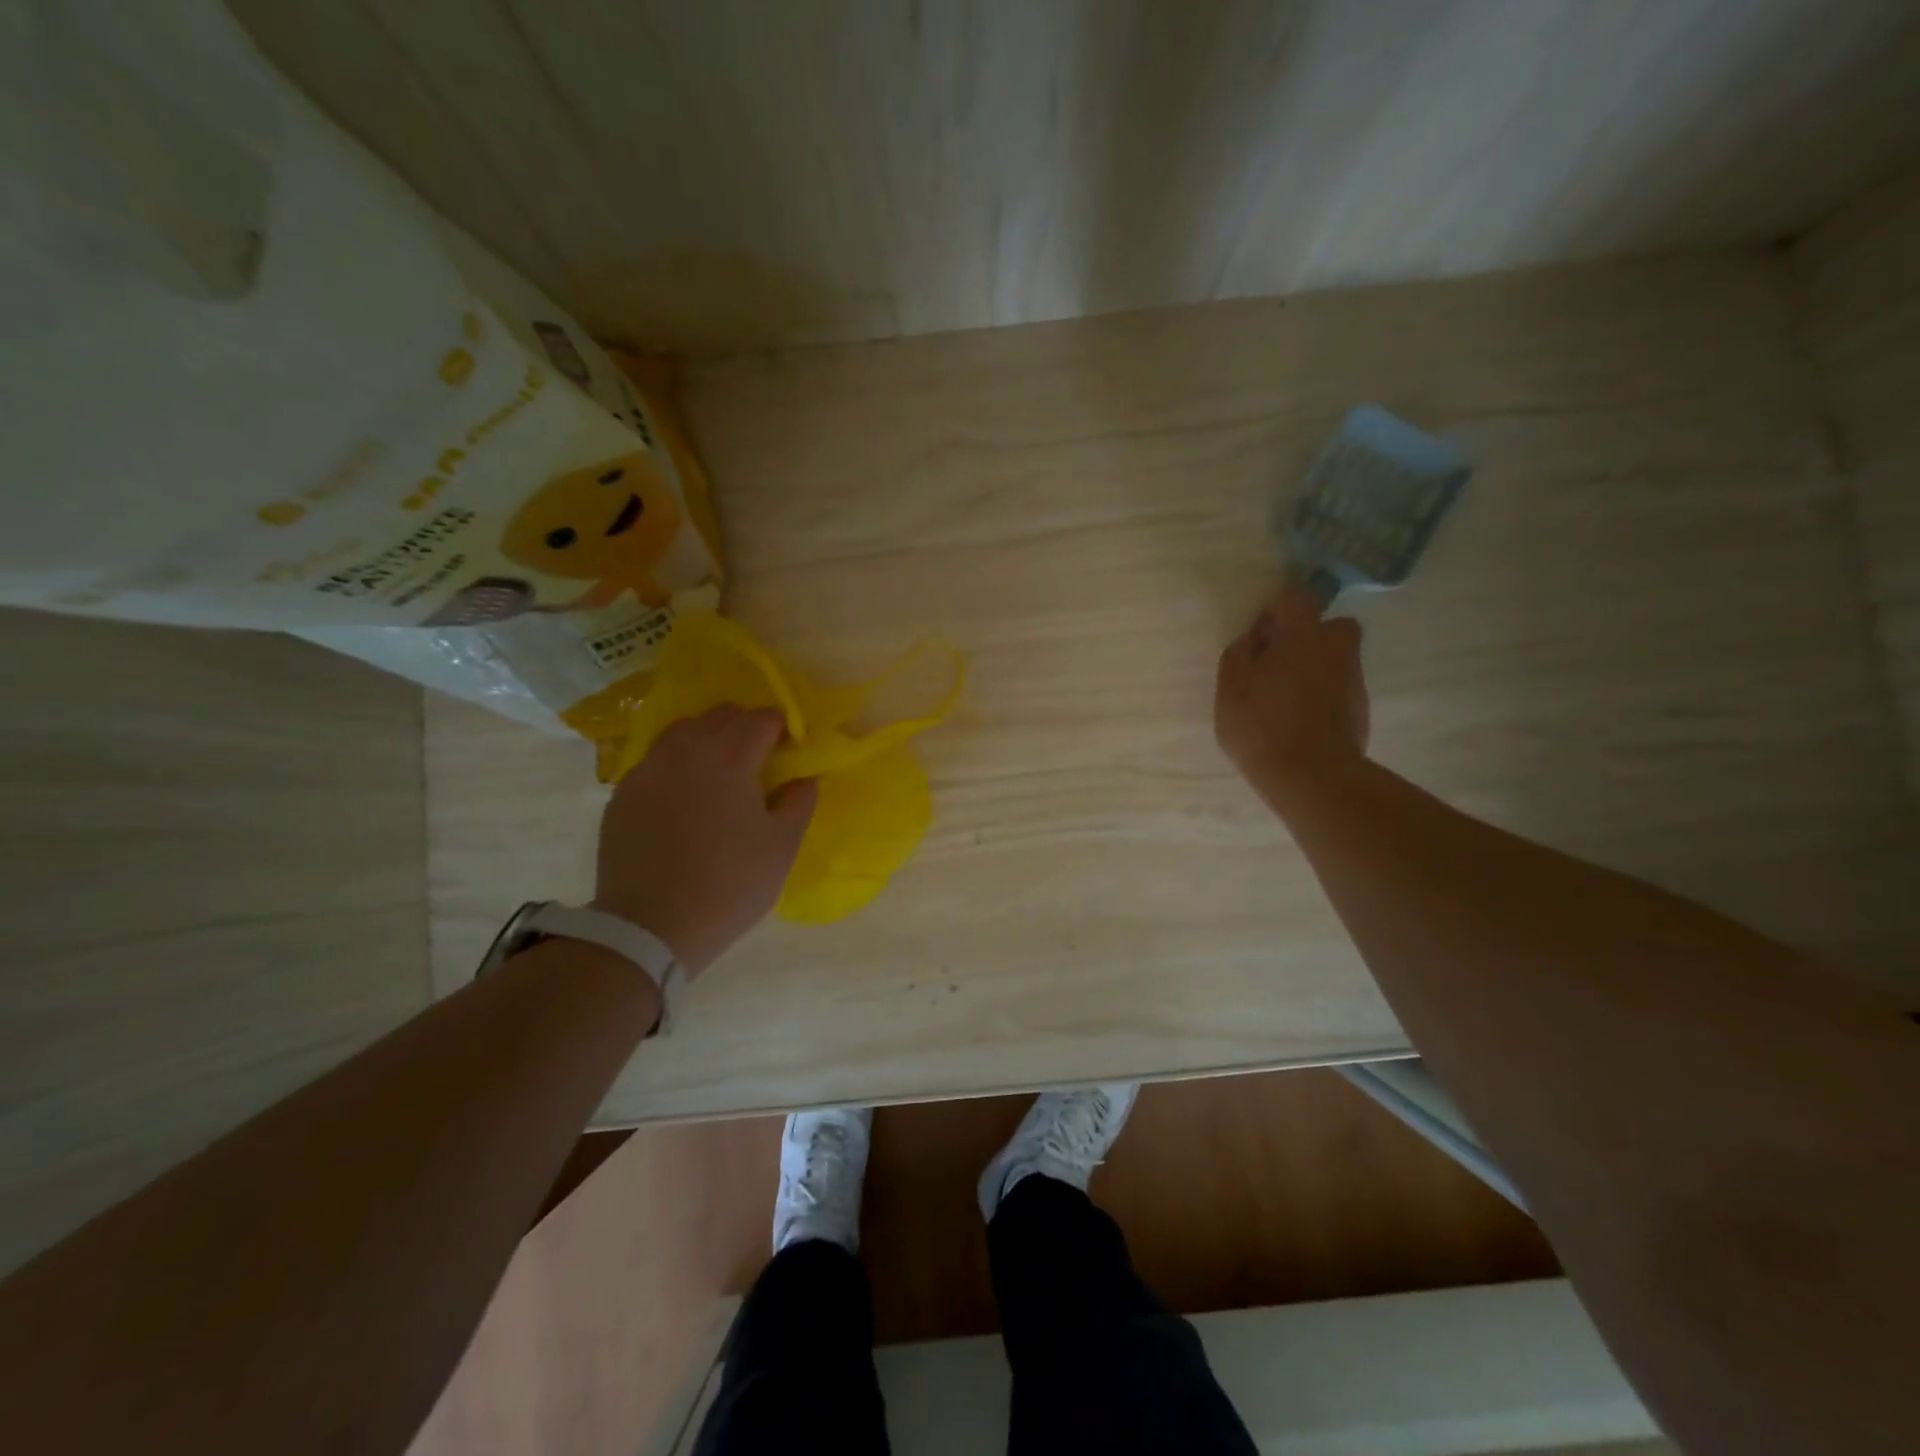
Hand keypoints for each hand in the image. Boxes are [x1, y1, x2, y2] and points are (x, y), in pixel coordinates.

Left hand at [592, 706, 817, 974]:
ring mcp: (647, 770)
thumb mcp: (782, 847)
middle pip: (721, 716)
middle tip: (760, 759)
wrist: (649, 928)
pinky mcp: (622, 793)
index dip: (782, 729)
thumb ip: (799, 801)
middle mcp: (684, 751)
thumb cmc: (728, 885)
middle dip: (746, 727)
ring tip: (721, 771)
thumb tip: (803, 777)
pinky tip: (686, 795)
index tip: (790, 751)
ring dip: (709, 738)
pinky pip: (657, 759)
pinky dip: (679, 762)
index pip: (761, 719)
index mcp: (728, 758)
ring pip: (683, 731)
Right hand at [1214, 585, 1369, 802]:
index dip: (1277, 611)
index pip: (1297, 597)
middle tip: (1277, 664)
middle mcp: (1337, 647)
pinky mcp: (1361, 709)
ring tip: (1285, 699)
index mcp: (1304, 634)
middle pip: (1328, 626)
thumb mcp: (1230, 687)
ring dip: (1315, 667)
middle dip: (1307, 637)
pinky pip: (1338, 688)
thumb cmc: (1262, 724)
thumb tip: (1254, 637)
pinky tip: (1300, 721)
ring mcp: (1354, 679)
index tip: (1260, 636)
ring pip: (1335, 658)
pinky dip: (1323, 695)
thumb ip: (1239, 653)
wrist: (1311, 776)